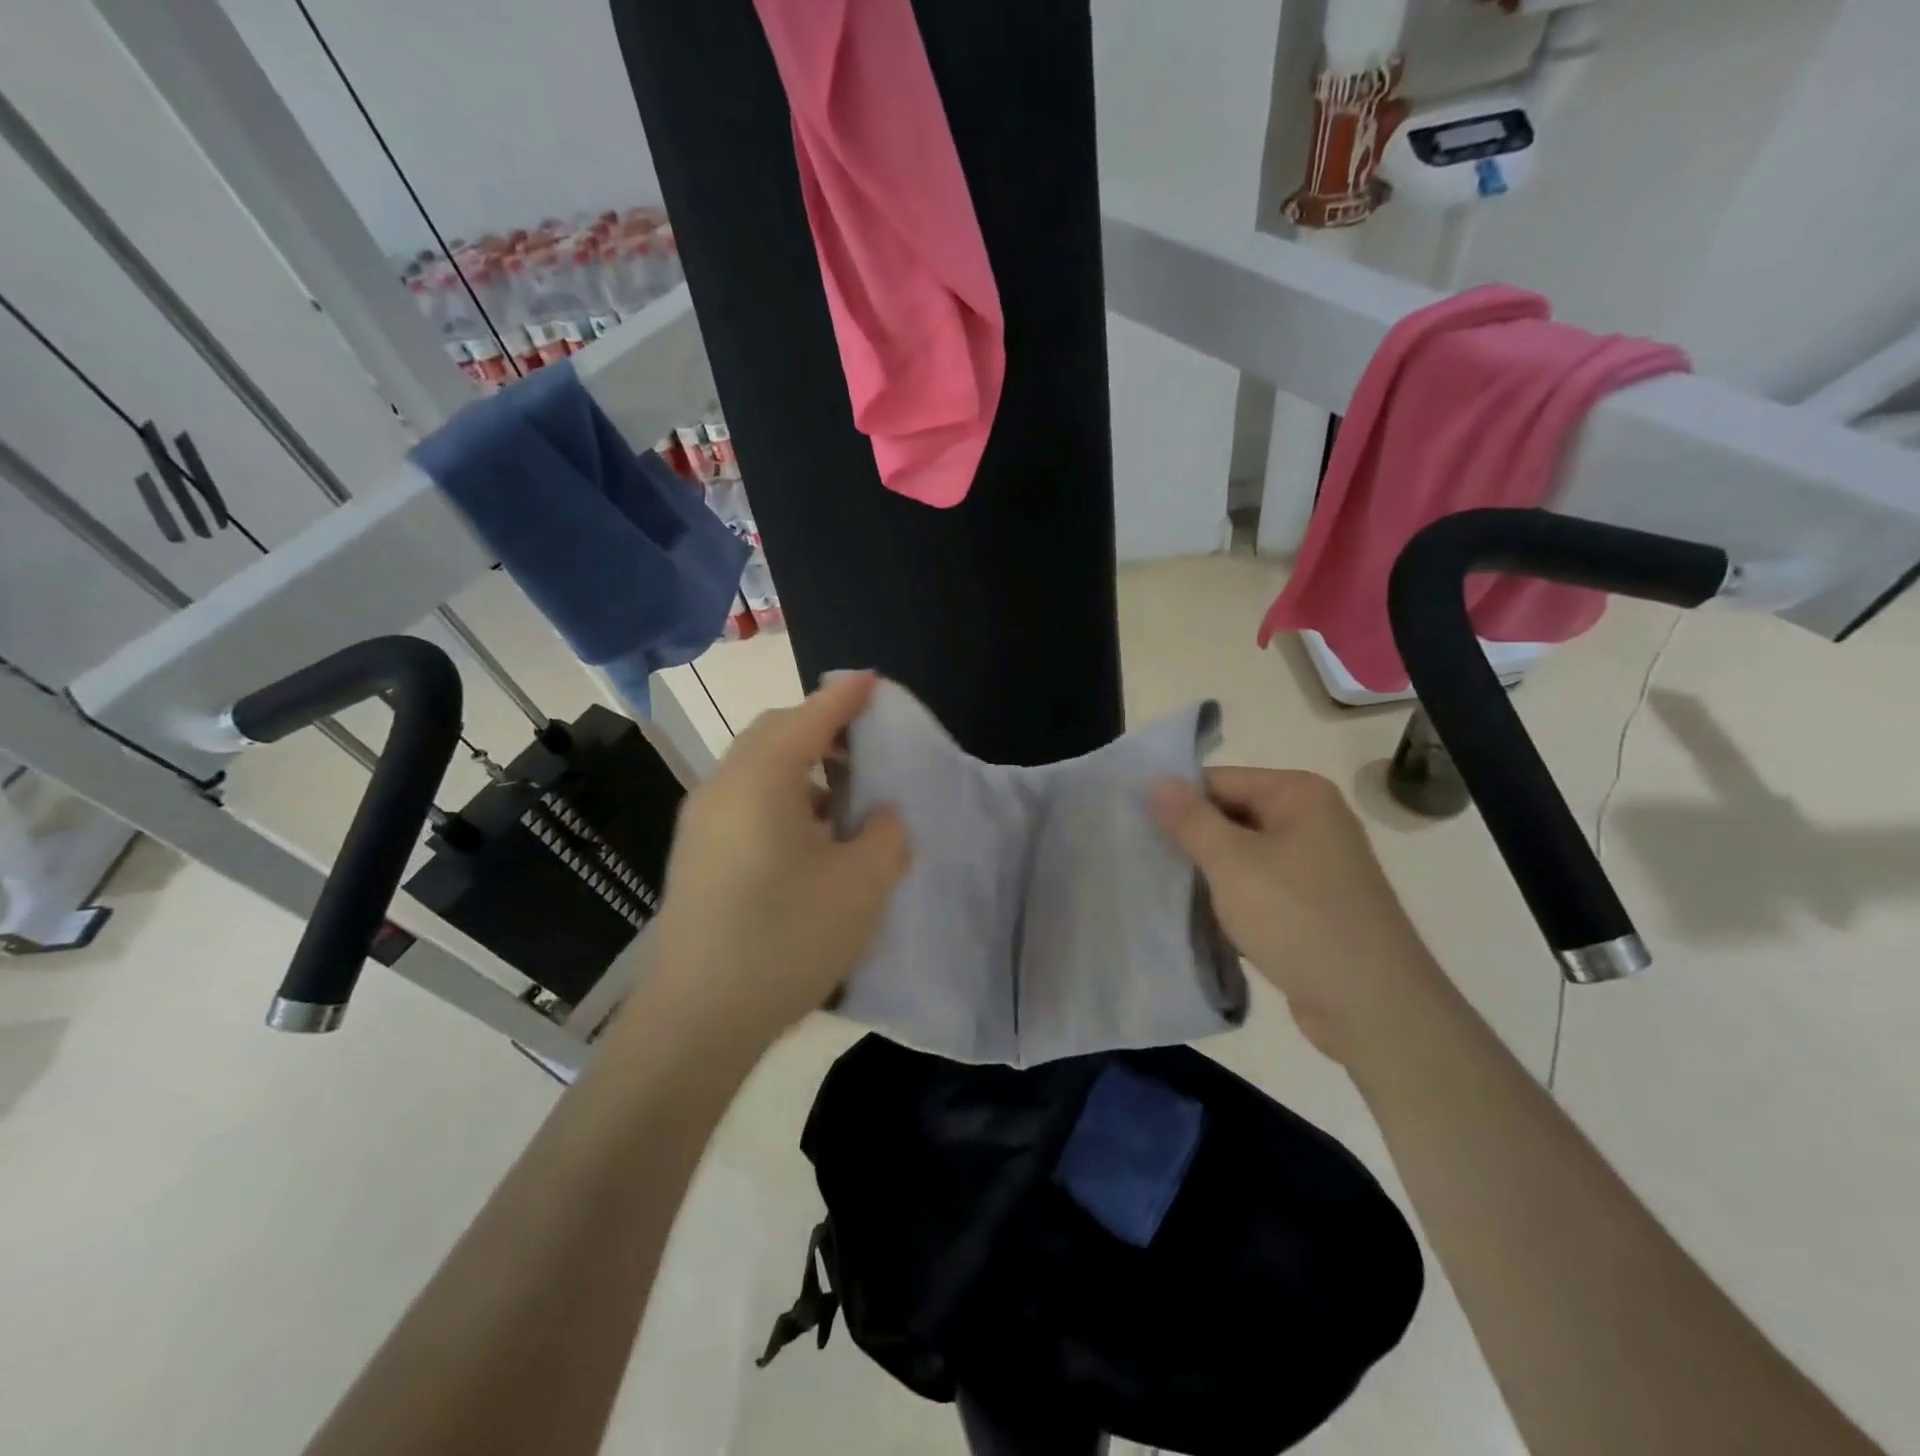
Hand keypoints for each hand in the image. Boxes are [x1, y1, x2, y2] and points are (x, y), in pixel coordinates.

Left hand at [648, 672, 910, 1045]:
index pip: (809, 719)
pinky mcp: (696, 858)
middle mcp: (722, 788)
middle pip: (773, 735)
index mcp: (761, 780)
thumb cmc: (786, 939)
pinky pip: (744, 803)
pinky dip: (781, 799)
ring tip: (841, 798)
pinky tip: (808, 841)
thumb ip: (885, 835)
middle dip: (820, 728)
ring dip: (800, 768)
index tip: (873, 681)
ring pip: (756, 770)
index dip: (846, 698)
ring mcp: (701, 825)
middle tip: (863, 745)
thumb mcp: (862, 885)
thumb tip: (878, 818)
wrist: (696, 1020)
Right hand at [1150, 768, 1444, 1062]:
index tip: (1133, 826)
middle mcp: (1312, 821)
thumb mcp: (1232, 863)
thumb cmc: (1298, 919)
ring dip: (1206, 873)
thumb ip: (1190, 819)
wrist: (1374, 1007)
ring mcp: (1316, 866)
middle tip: (1140, 859)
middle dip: (1189, 839)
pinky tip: (1196, 917)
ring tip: (1158, 888)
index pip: (1219, 780)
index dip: (1176, 802)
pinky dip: (1229, 899)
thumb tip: (1156, 781)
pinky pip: (1258, 888)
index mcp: (1299, 795)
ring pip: (1242, 856)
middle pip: (1231, 816)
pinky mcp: (1313, 906)